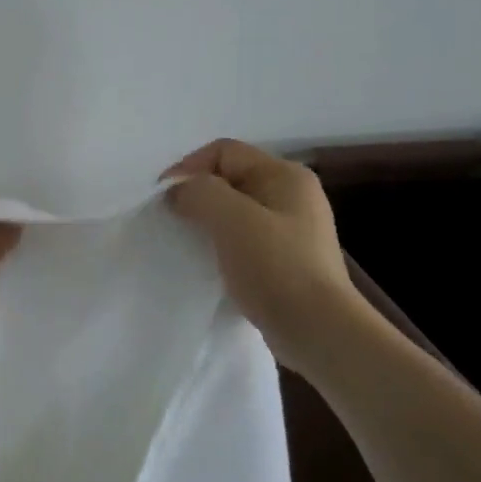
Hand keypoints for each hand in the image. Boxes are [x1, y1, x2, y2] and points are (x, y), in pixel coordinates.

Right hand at [163, 139, 358, 372]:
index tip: (163, 200)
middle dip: (197, 195)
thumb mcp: (232, 219)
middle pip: (230, 178)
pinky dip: (222, 244)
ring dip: (208, 222)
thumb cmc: (275, 267)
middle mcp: (292, 194)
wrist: (317, 329)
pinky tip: (211, 264)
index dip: (188, 168)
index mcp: (285, 175)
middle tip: (172, 222)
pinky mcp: (287, 258)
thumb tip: (178, 191)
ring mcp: (293, 228)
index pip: (224, 152)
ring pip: (236, 210)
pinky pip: (245, 237)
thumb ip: (200, 193)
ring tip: (188, 244)